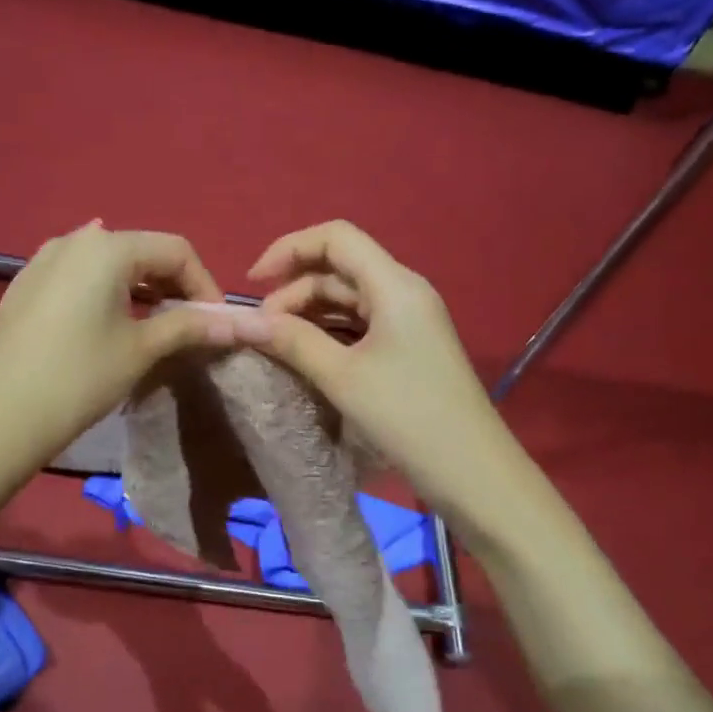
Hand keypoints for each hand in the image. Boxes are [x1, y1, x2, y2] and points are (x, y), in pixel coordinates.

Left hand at [0, 222, 237, 464]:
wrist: (1, 415)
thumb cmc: (80, 377)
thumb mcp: (142, 349)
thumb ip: (191, 326)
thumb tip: (243, 323)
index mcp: (108, 247)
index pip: (176, 250)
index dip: (205, 284)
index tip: (216, 323)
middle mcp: (74, 240)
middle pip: (142, 251)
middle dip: (173, 285)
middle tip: (189, 326)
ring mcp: (44, 260)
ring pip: (109, 264)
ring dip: (140, 289)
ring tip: (153, 326)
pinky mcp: (25, 285)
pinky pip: (79, 277)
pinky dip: (105, 293)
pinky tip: (107, 324)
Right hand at [235, 221, 523, 524]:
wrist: (472, 473)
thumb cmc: (407, 417)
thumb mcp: (342, 377)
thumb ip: (290, 341)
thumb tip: (240, 320)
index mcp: (394, 285)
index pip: (336, 238)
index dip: (289, 249)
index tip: (252, 283)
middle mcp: (404, 293)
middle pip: (339, 269)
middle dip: (293, 291)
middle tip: (261, 332)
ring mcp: (408, 322)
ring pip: (347, 300)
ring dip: (308, 315)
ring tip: (275, 346)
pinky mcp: (408, 350)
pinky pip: (359, 327)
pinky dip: (328, 335)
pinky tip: (305, 357)